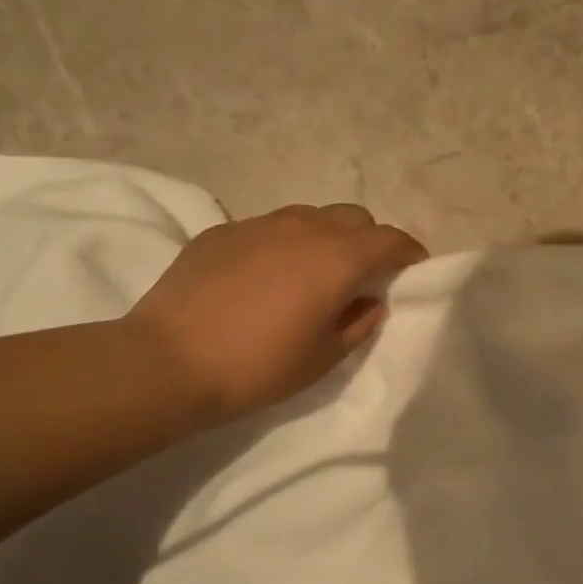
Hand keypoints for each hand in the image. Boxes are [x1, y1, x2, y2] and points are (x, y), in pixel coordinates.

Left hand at [125, 204, 427, 422]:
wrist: (169, 362)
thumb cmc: (259, 367)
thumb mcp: (323, 358)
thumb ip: (358, 323)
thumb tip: (370, 301)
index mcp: (337, 259)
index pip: (389, 240)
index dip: (409, 252)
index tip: (413, 270)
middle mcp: (303, 228)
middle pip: (353, 217)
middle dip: (368, 241)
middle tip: (362, 276)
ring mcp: (258, 224)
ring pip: (310, 216)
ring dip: (326, 238)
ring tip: (313, 274)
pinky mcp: (222, 231)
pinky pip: (269, 227)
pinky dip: (284, 244)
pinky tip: (265, 277)